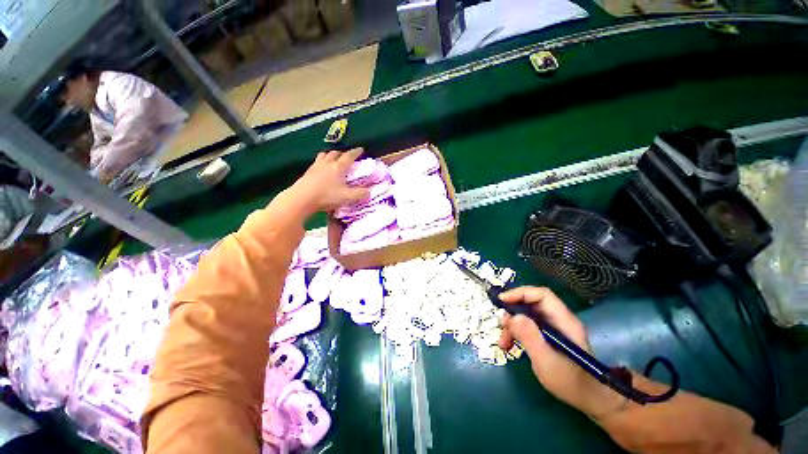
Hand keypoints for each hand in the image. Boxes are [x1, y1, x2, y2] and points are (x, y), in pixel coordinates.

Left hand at [289, 149, 369, 213]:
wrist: (302, 198)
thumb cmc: (327, 196)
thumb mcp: (347, 197)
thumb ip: (360, 194)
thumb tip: (370, 191)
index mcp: (339, 167)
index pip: (349, 156)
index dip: (356, 152)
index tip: (360, 149)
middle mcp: (328, 163)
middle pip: (336, 153)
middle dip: (343, 153)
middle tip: (347, 156)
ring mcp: (317, 166)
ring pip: (325, 154)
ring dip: (331, 154)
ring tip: (334, 158)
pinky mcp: (308, 171)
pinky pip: (317, 161)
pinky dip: (322, 161)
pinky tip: (322, 168)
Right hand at [497, 287, 624, 417]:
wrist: (589, 400)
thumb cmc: (570, 382)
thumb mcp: (546, 360)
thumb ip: (529, 336)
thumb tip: (510, 315)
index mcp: (564, 320)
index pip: (541, 295)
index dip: (520, 293)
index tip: (502, 301)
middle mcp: (558, 319)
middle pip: (531, 304)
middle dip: (513, 312)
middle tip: (501, 325)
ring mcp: (553, 328)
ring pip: (527, 316)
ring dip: (512, 326)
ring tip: (503, 342)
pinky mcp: (548, 336)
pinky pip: (528, 327)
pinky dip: (516, 333)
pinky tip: (508, 345)